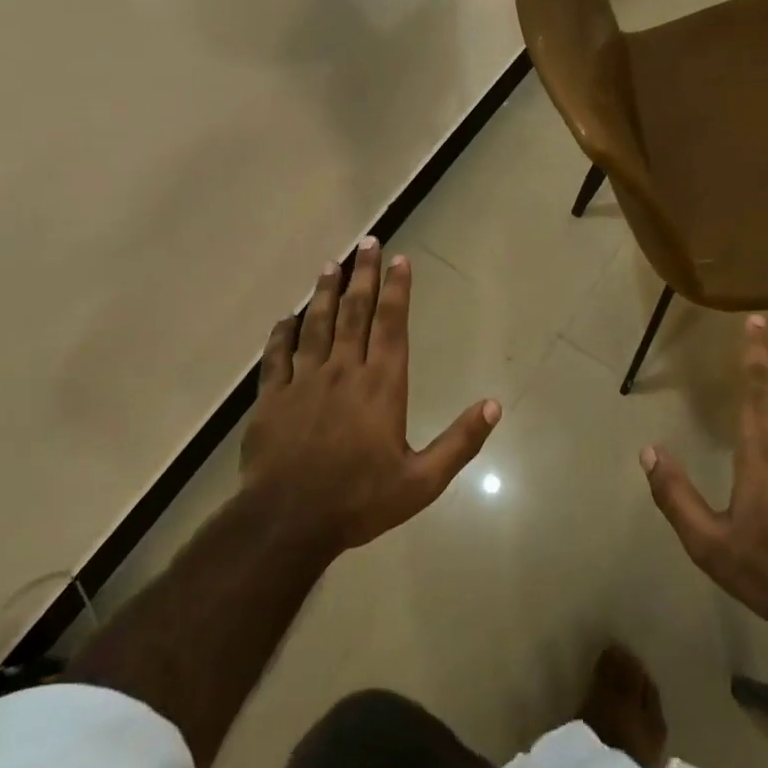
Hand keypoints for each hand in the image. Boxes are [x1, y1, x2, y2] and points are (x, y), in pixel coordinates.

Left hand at [243, 239, 500, 561]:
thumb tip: (494, 406)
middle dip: (363, 275)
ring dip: (325, 292)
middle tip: (367, 243)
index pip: (392, 324)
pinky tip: (286, 318)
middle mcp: (345, 371)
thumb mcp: (422, 481)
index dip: (397, 289)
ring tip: (331, 265)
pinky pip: (276, 356)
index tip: (400, 259)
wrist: (288, 524)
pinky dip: (282, 334)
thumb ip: (460, 441)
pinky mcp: (272, 398)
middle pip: (355, 311)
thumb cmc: (360, 500)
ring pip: (316, 325)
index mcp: (382, 384)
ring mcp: (304, 381)